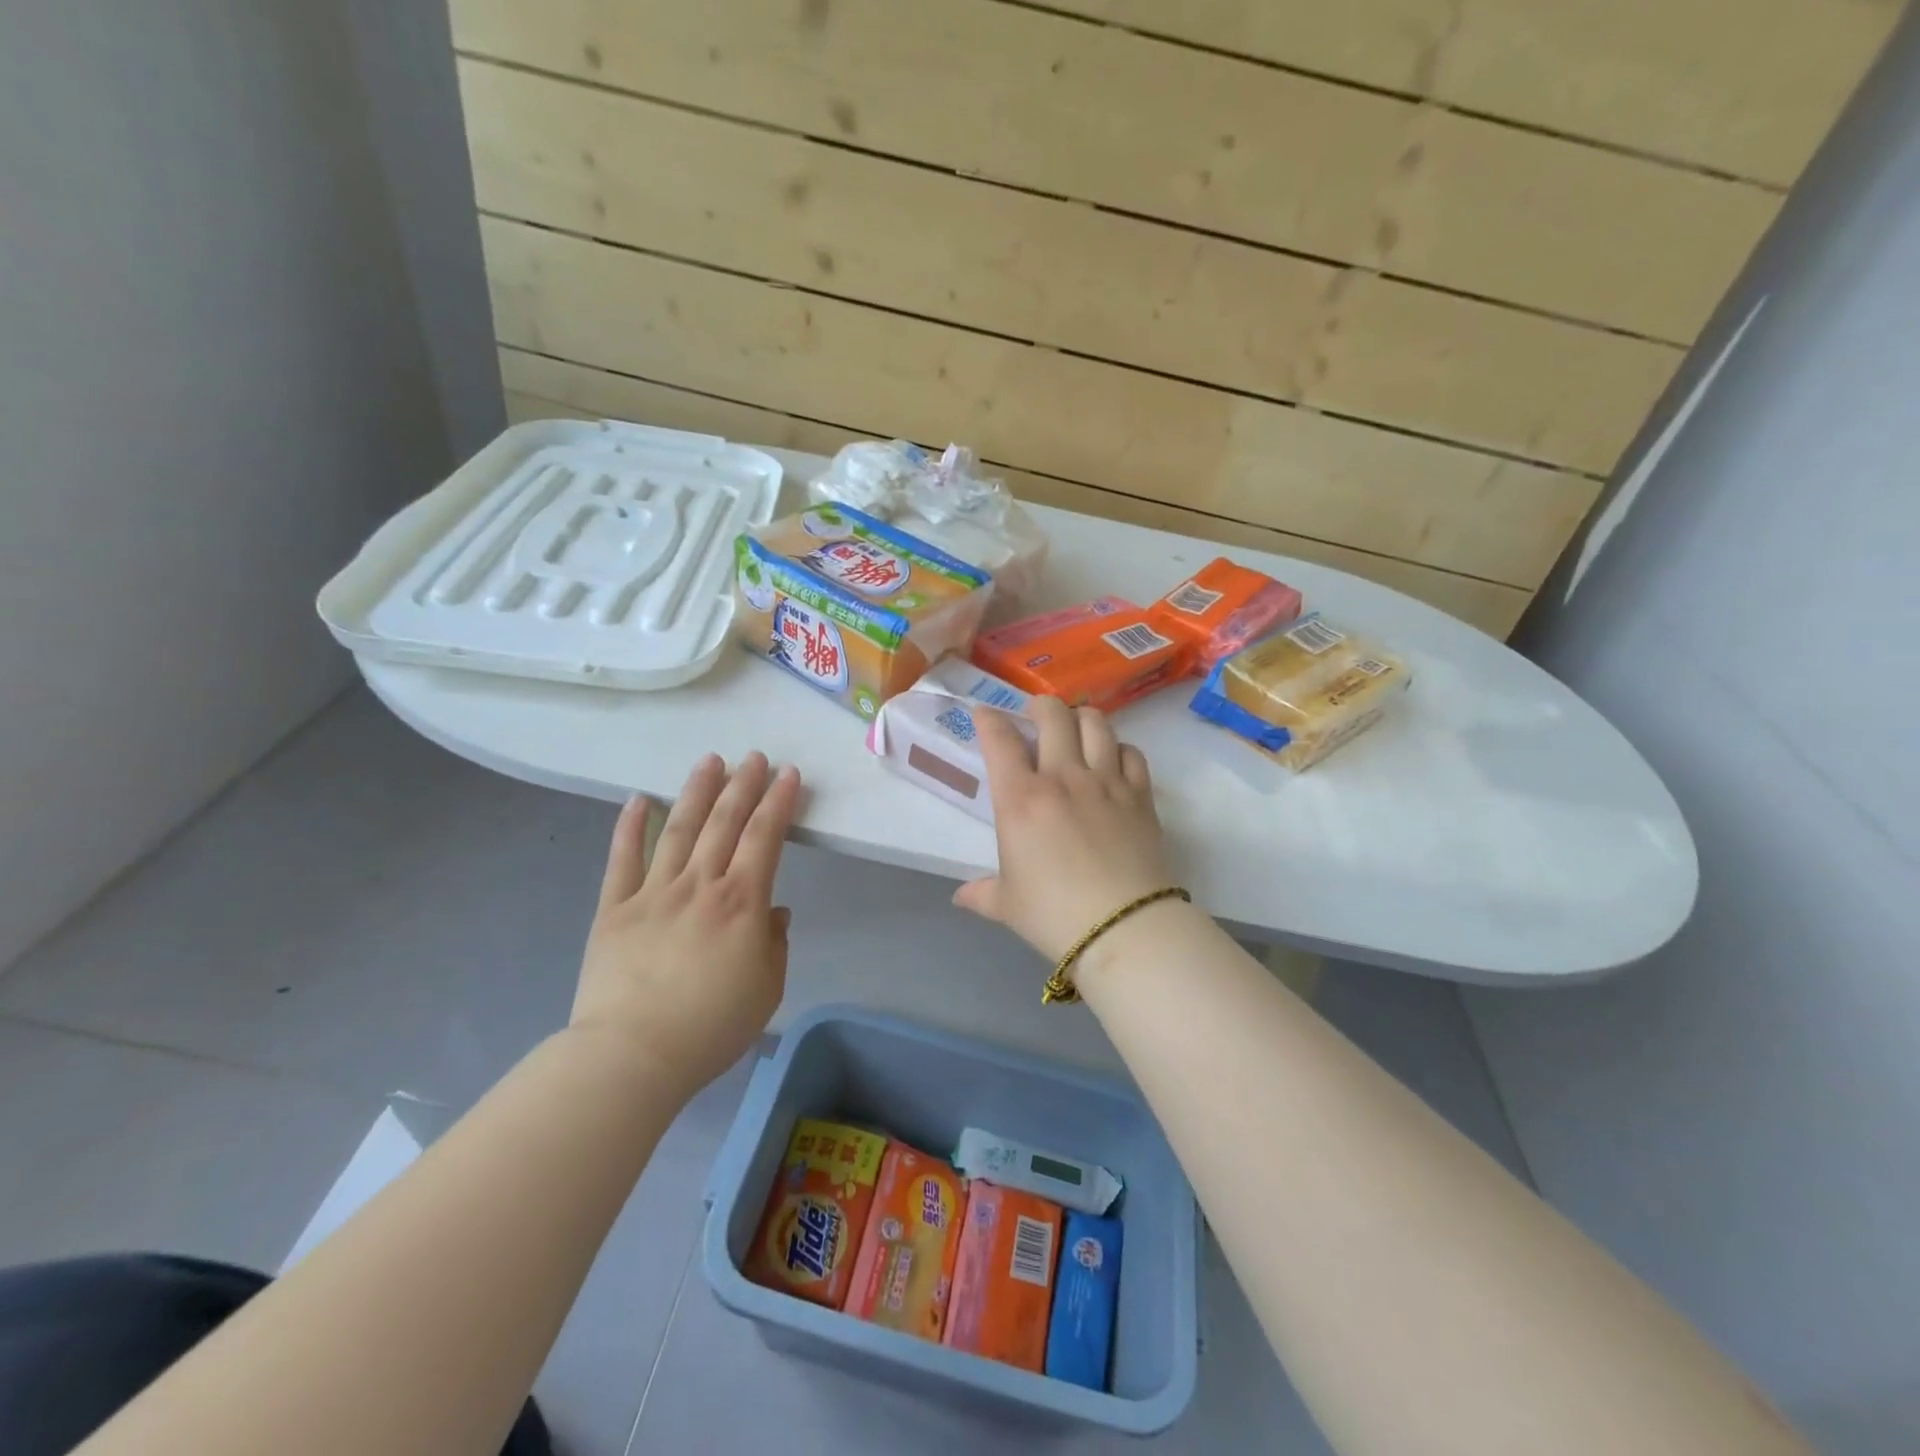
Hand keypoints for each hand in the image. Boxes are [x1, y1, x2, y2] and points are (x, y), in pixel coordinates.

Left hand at [571, 752, 800, 1101]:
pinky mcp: (614, 908)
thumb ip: (774, 944)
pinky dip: (631, 826)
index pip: (765, 838)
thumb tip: (773, 911)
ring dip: (697, 791)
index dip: (779, 802)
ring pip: (679, 829)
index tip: (788, 775)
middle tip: (754, 757)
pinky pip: (622, 859)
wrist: (632, 1056)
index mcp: (741, 903)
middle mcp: (700, 885)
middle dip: (743, 785)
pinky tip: (640, 799)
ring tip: (710, 761)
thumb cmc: (710, 1027)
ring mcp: (653, 892)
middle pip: (724, 823)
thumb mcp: (766, 989)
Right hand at [954, 697, 1173, 962]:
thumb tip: (961, 897)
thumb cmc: (1053, 915)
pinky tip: (1113, 761)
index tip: (984, 715)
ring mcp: (1106, 782)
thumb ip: (982, 893)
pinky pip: (1131, 753)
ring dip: (1081, 719)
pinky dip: (1119, 749)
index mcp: (1020, 798)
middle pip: (1053, 715)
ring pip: (1097, 724)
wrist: (1124, 927)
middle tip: (1035, 716)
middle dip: (1040, 706)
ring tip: (1075, 728)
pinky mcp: (1140, 795)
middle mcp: (1063, 777)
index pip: (999, 739)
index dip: (988, 719)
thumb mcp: (1008, 905)